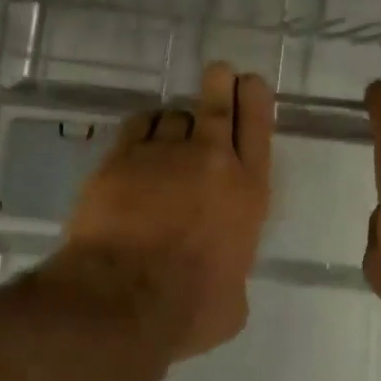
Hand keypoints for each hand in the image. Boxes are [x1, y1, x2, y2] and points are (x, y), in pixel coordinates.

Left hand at [61, 62, 274, 359]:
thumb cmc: (189, 308)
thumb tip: (223, 282)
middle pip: (218, 105)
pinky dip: (144, 127)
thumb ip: (233, 277)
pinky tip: (141, 137)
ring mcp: (164, 154)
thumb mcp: (233, 304)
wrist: (124, 297)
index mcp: (249, 192)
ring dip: (177, 120)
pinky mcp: (122, 157)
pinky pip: (138, 126)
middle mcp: (211, 161)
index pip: (258, 129)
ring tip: (172, 131)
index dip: (255, 99)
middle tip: (220, 72)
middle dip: (221, 84)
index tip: (251, 82)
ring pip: (175, 115)